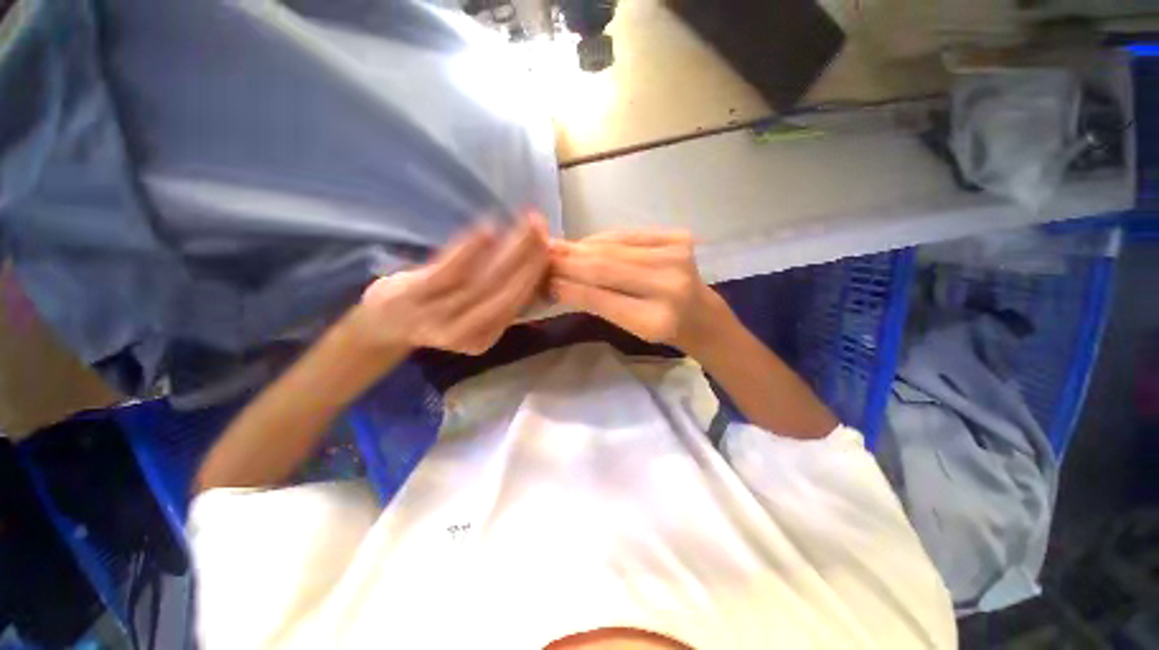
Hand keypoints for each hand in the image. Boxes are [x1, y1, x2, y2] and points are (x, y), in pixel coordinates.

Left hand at [355, 213, 548, 354]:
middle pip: (505, 294)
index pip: (516, 305)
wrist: (383, 323)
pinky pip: (449, 273)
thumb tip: (535, 274)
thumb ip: (499, 301)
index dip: (535, 277)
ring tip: (528, 225)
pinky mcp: (413, 296)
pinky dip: (470, 251)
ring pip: (484, 282)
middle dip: (530, 261)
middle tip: (543, 229)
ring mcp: (438, 316)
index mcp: (484, 338)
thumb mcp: (470, 317)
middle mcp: (466, 333)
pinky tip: (488, 230)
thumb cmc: (434, 313)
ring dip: (510, 251)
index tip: (549, 249)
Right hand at [549, 230, 725, 353]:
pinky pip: (628, 235)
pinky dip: (603, 239)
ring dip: (582, 248)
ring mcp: (677, 256)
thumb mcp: (629, 328)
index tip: (543, 279)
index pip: (601, 299)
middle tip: (542, 256)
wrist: (700, 312)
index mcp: (655, 320)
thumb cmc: (662, 328)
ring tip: (556, 247)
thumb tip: (558, 283)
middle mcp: (669, 286)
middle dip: (569, 261)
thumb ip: (597, 303)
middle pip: (606, 268)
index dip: (569, 287)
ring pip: (614, 248)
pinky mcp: (679, 237)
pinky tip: (585, 243)